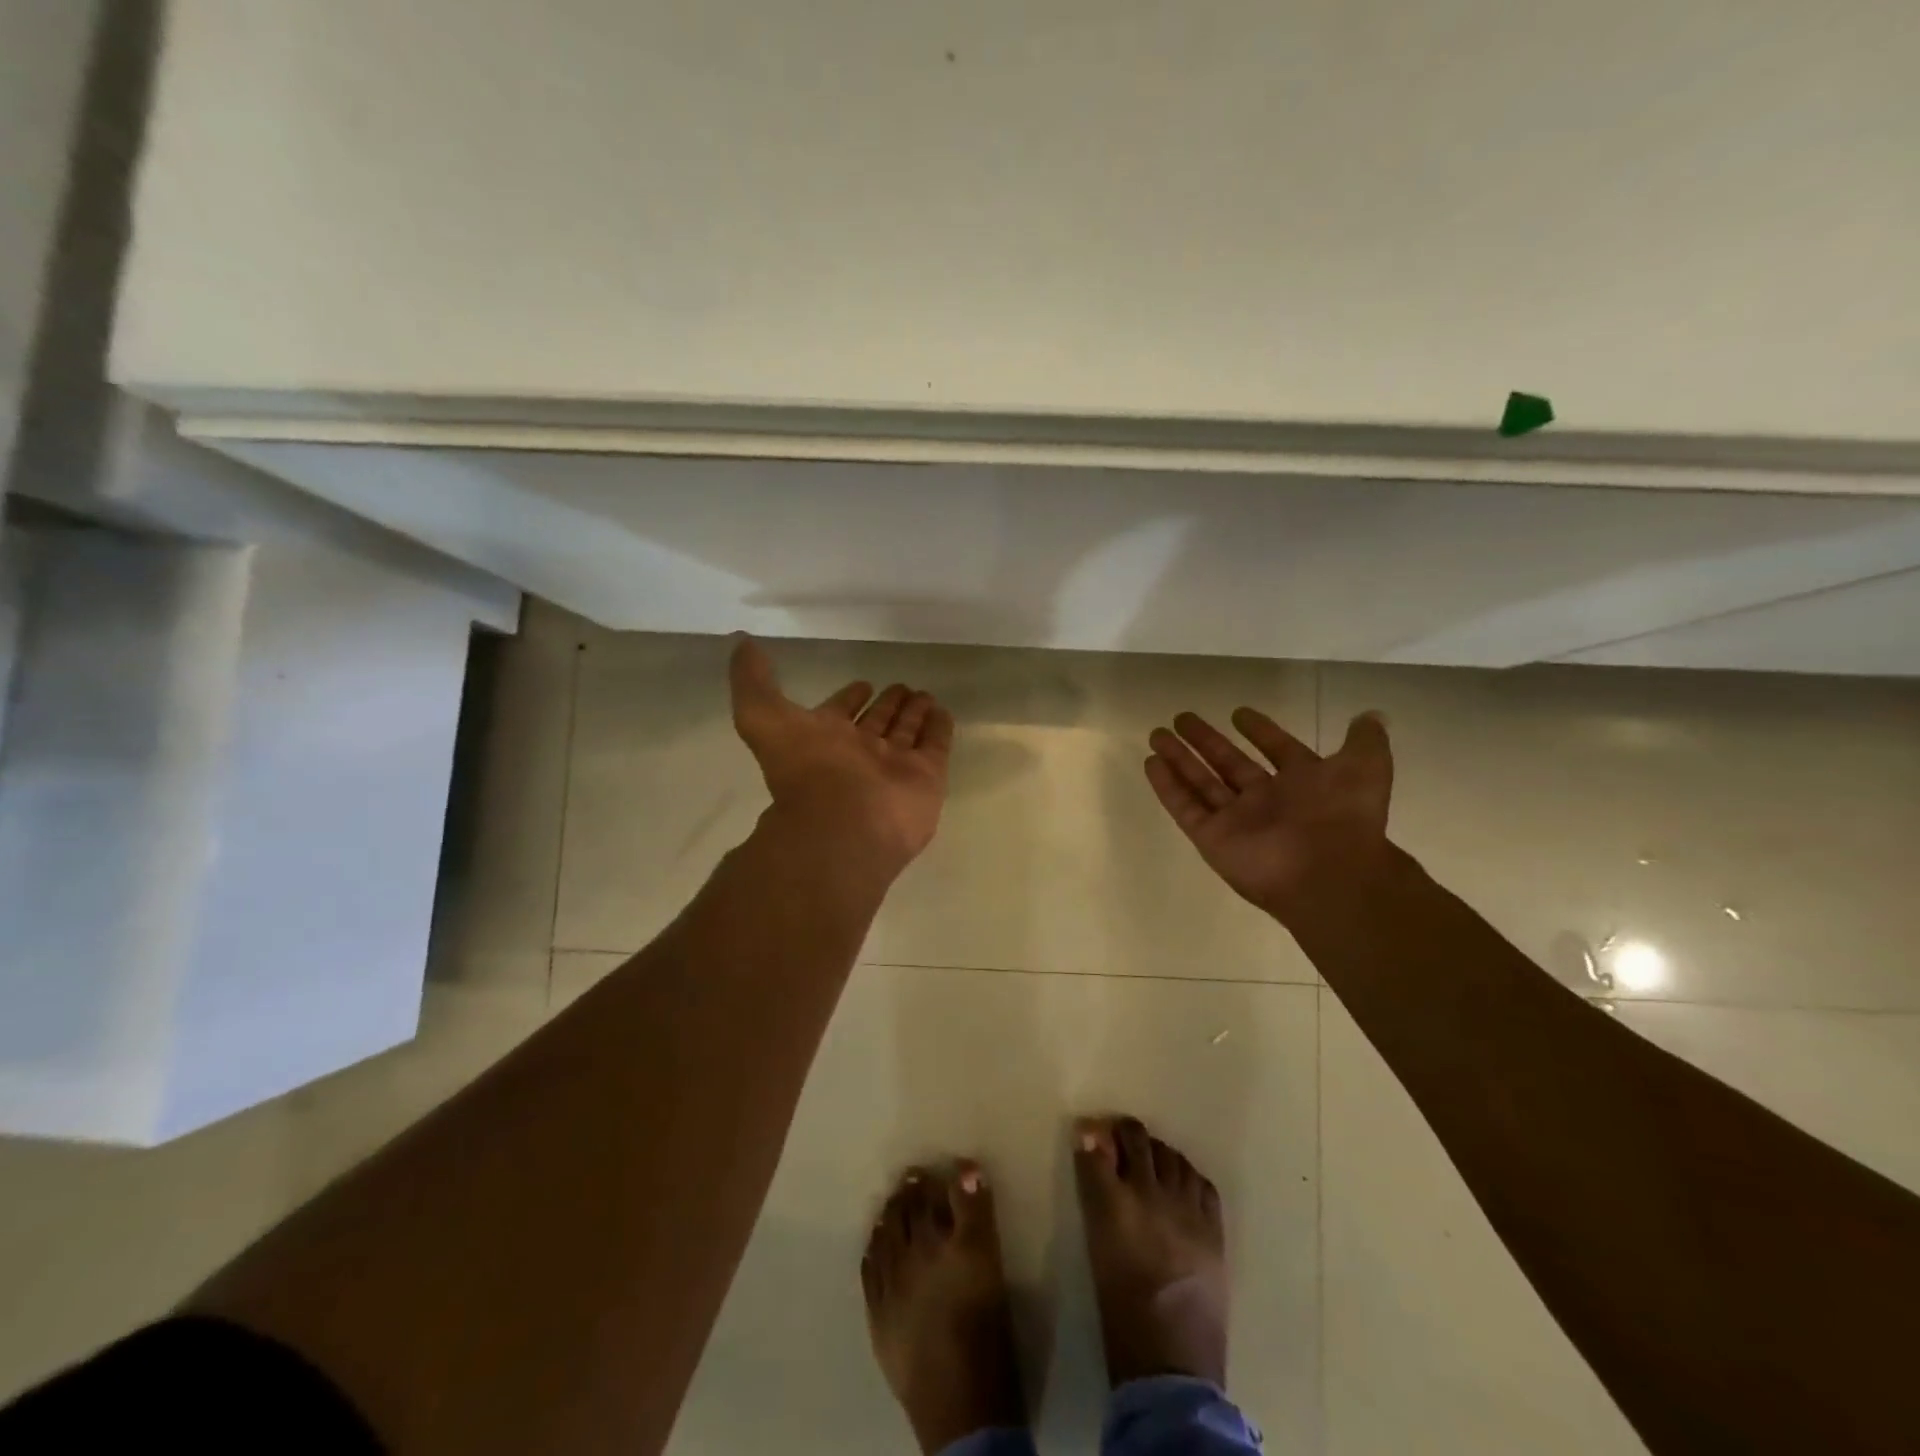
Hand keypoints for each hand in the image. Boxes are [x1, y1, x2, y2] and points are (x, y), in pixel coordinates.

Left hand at [730, 636, 953, 874]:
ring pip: (906, 732)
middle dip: (888, 703)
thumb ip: (752, 682)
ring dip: (914, 712)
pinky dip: (940, 728)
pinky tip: (943, 711)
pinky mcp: (926, 776)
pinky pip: (935, 746)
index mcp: (825, 740)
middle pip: (877, 722)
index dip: (849, 698)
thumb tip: (741, 644)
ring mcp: (895, 766)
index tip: (862, 683)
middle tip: (900, 686)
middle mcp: (860, 753)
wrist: (844, 823)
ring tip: (924, 694)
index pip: (840, 713)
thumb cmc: (805, 769)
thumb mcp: (762, 716)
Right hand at [1145, 706, 1393, 921]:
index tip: (1238, 713)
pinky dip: (1167, 787)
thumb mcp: (1366, 767)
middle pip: (1229, 764)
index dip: (1260, 731)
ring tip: (1157, 734)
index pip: (1276, 750)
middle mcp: (1267, 801)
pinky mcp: (1212, 838)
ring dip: (1179, 759)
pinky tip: (1151, 763)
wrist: (1328, 872)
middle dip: (1206, 741)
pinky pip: (1185, 808)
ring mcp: (1237, 820)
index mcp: (1302, 783)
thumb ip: (1365, 741)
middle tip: (1182, 718)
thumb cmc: (1343, 816)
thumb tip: (1371, 716)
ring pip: (1201, 783)